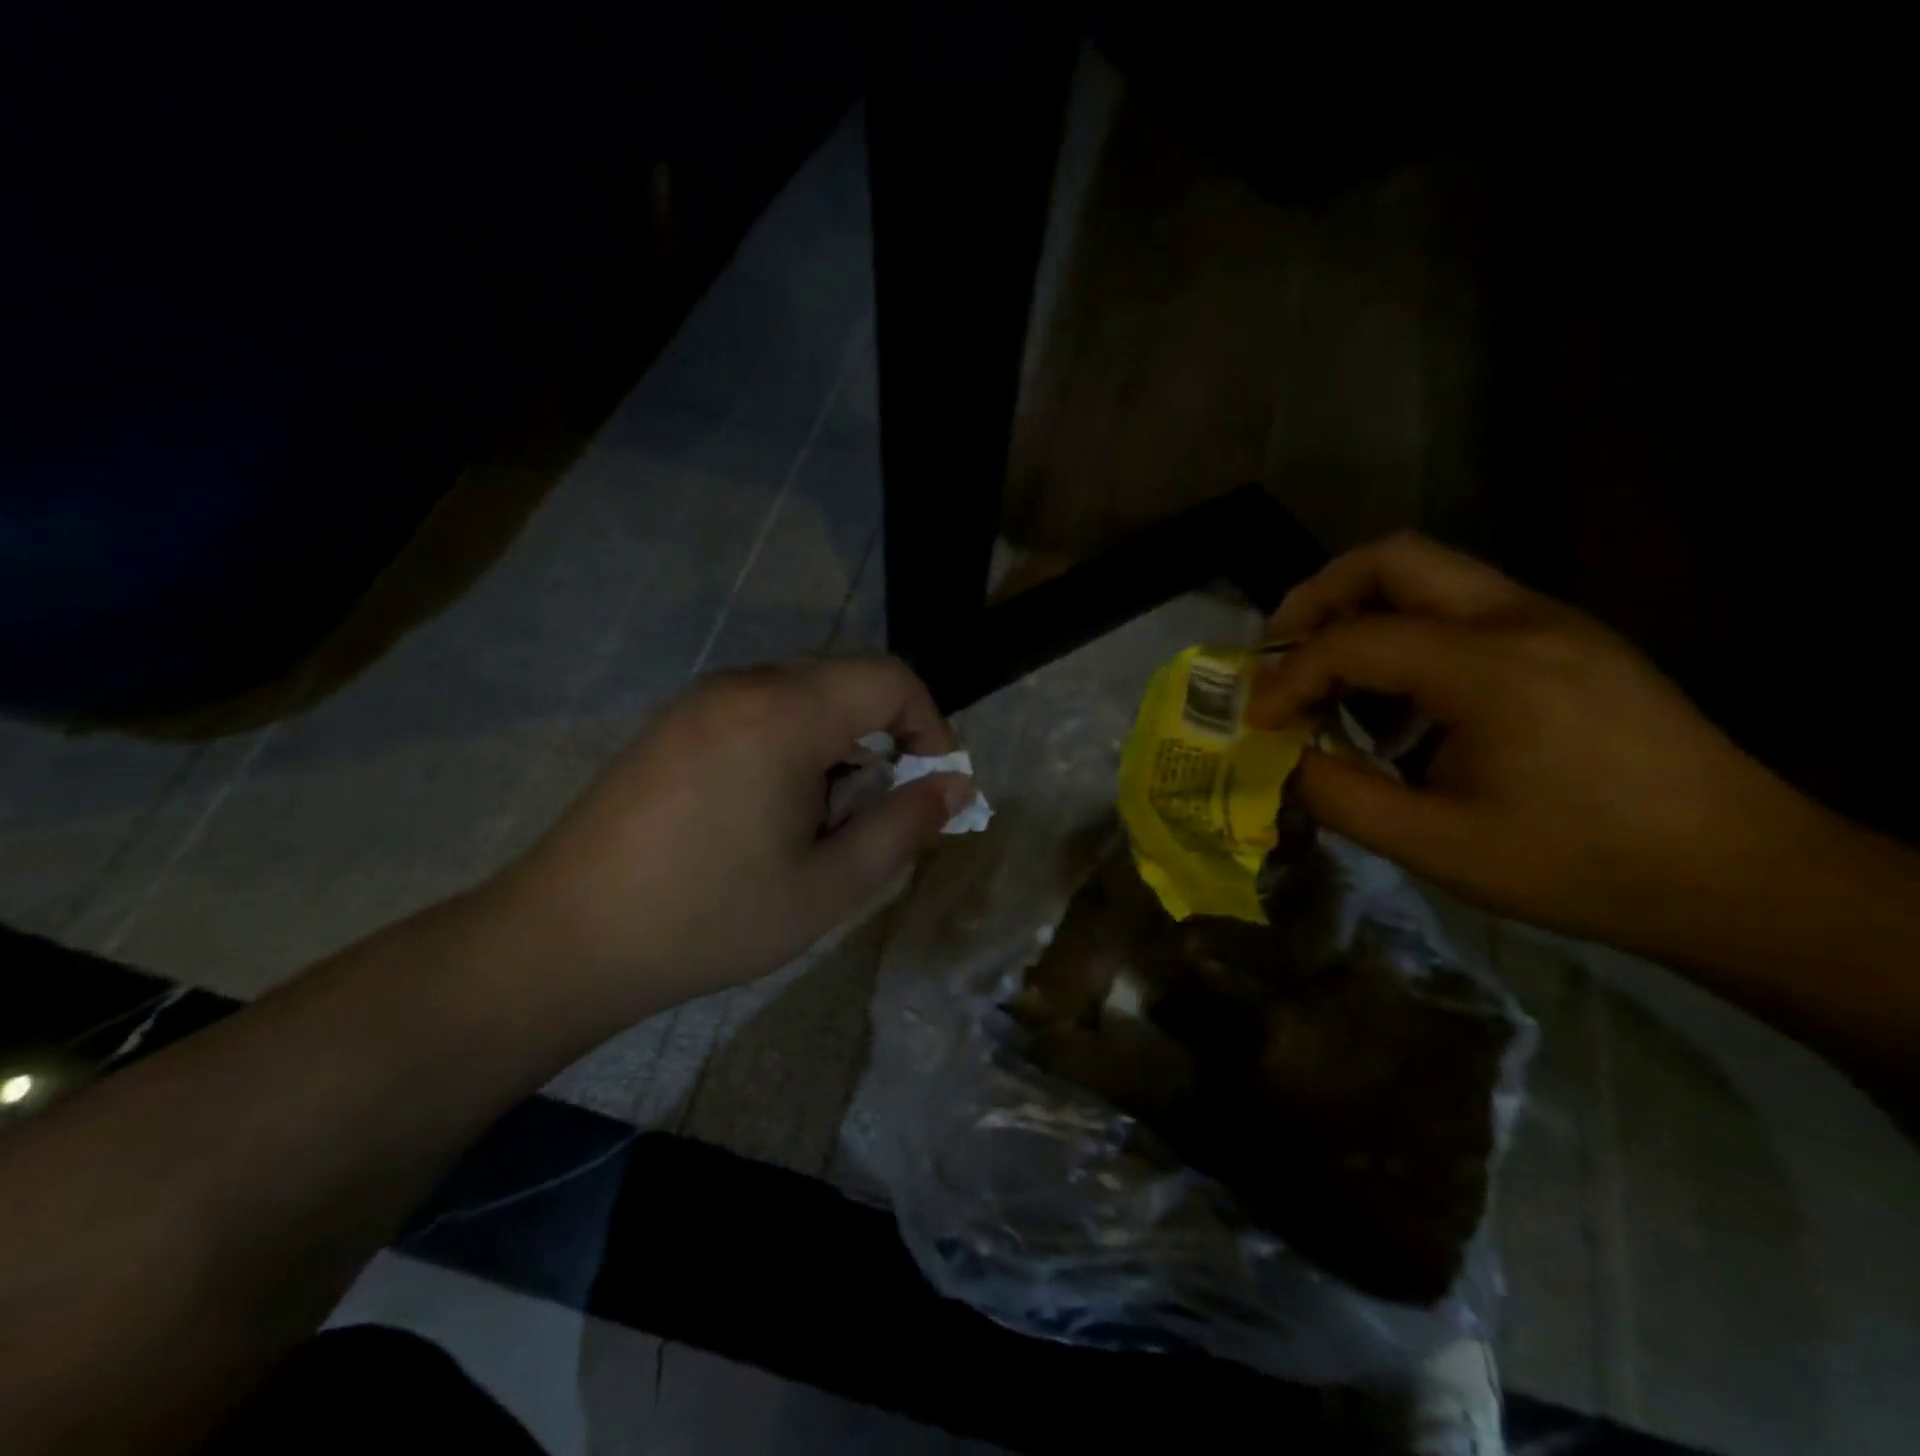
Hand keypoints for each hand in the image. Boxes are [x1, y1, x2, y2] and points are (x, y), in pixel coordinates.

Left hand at [494, 657, 973, 1022]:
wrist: (565, 939)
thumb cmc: (709, 917)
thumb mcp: (828, 885)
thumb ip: (904, 826)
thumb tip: (958, 786)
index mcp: (785, 712)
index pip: (891, 679)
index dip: (930, 726)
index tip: (932, 787)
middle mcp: (743, 685)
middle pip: (848, 681)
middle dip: (884, 739)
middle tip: (875, 813)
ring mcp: (701, 700)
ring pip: (804, 696)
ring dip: (836, 746)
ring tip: (818, 823)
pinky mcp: (674, 723)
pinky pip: (760, 710)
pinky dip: (792, 746)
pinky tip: (767, 813)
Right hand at [1247, 534, 1828, 954]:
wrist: (1741, 875)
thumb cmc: (1580, 865)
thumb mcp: (1437, 844)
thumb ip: (1338, 795)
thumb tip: (1280, 759)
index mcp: (1490, 668)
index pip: (1352, 640)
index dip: (1288, 677)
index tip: (1258, 722)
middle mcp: (1520, 619)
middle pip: (1392, 559)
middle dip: (1317, 598)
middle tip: (1280, 652)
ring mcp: (1552, 621)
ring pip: (1430, 573)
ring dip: (1362, 611)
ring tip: (1331, 675)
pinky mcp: (1569, 639)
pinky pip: (1463, 606)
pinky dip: (1407, 632)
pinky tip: (1403, 700)